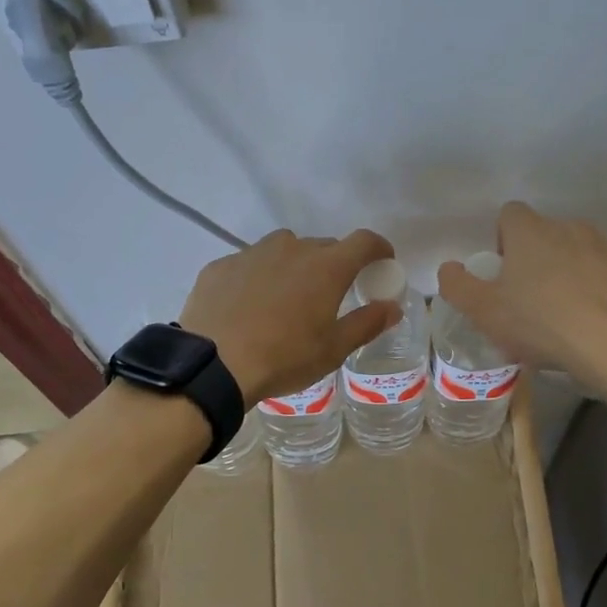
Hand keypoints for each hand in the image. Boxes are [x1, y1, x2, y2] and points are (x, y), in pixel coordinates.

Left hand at [180, 229, 400, 407]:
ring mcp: (253, 253)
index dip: (378, 248)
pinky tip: (248, 307)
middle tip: (330, 295)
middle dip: (333, 265)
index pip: (364, 241)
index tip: (383, 262)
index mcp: (326, 267)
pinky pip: (250, 264)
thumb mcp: (333, 349)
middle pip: (323, 247)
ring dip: (293, 267)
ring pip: (284, 250)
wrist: (214, 364)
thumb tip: (392, 307)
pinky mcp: (222, 265)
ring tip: (286, 300)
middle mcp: (292, 248)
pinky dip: (258, 278)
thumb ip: (367, 323)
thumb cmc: (284, 357)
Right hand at [436, 202, 606, 389]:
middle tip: (524, 299)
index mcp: (529, 230)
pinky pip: (595, 268)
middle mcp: (565, 226)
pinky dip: (587, 284)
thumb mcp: (483, 311)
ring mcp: (600, 245)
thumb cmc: (540, 323)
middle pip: (539, 233)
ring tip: (558, 311)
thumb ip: (457, 285)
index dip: (500, 241)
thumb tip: (449, 268)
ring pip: (569, 250)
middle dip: (530, 258)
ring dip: (560, 270)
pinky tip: (584, 318)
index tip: (501, 275)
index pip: (508, 214)